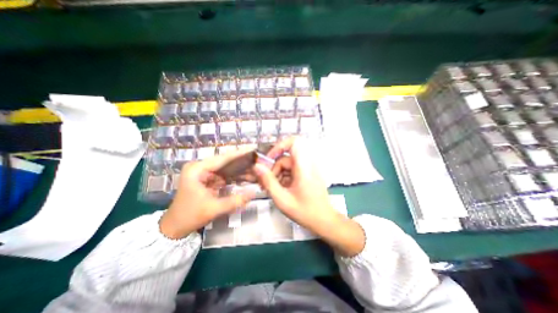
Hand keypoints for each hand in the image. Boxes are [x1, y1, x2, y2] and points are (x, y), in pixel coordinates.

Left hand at [159, 150, 254, 238]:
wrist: (174, 227)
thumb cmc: (189, 216)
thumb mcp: (213, 209)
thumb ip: (235, 201)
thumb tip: (254, 193)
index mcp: (197, 169)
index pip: (222, 158)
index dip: (239, 154)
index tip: (253, 149)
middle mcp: (200, 167)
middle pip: (225, 162)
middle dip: (242, 162)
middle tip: (258, 160)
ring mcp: (204, 173)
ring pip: (227, 168)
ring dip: (240, 170)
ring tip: (256, 168)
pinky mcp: (208, 179)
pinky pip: (225, 175)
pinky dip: (235, 177)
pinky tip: (247, 177)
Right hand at [254, 137, 366, 255]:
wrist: (324, 221)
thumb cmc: (305, 212)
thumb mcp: (282, 199)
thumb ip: (268, 181)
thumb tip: (257, 167)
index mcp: (304, 167)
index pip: (294, 142)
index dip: (280, 146)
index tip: (269, 158)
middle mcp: (307, 164)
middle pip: (285, 158)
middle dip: (273, 169)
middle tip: (264, 183)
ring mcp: (308, 169)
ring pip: (287, 165)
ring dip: (277, 174)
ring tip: (271, 189)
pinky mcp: (307, 174)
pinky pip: (291, 170)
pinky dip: (283, 177)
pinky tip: (279, 189)